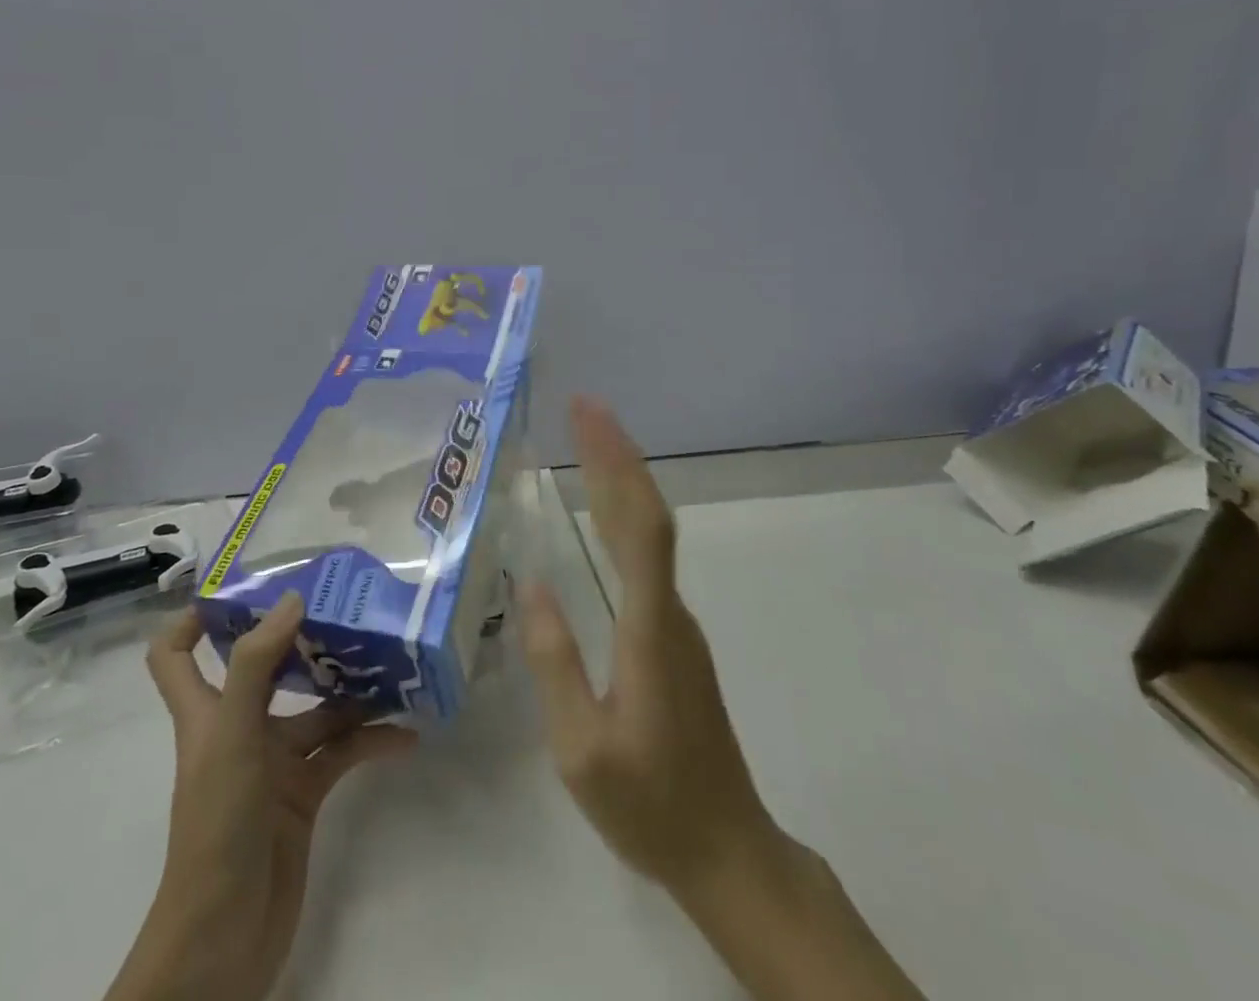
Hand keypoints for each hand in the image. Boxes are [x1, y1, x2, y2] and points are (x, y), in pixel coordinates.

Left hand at [106, 595, 417, 1000]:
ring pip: (315, 709)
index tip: (244, 585)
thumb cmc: (217, 826)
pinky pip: (342, 753)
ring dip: (351, 690)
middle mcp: (237, 727)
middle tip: (344, 604)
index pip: (176, 654)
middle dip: (299, 636)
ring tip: (392, 660)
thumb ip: (255, 664)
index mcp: (205, 711)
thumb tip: (291, 599)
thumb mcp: (231, 736)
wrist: (224, 942)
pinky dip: (371, 741)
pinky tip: (406, 735)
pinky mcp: (303, 794)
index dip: (195, 617)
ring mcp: (272, 762)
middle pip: (263, 667)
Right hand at [522, 397, 922, 1000]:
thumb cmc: (650, 804)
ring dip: (621, 479)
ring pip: (650, 533)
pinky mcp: (673, 637)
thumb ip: (554, 662)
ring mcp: (676, 622)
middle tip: (581, 406)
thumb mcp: (581, 747)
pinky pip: (647, 556)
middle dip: (616, 453)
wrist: (728, 850)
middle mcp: (669, 610)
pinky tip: (603, 510)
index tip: (588, 416)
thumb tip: (531, 582)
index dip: (616, 463)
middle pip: (647, 514)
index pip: (639, 525)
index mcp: (649, 628)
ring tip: (586, 440)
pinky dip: (623, 514)